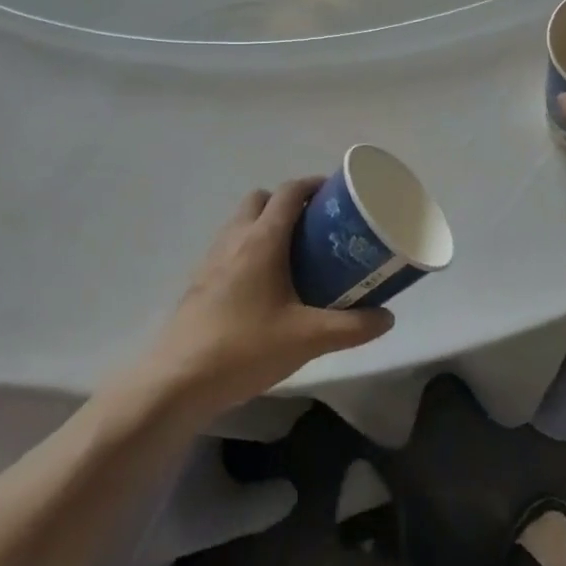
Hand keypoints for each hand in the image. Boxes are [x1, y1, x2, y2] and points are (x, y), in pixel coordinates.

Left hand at [141, 179, 394, 417]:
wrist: (178, 380)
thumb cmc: (245, 348)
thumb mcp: (308, 339)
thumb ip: (352, 327)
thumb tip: (387, 318)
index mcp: (262, 239)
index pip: (289, 192)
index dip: (313, 185)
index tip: (337, 194)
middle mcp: (235, 238)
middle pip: (261, 199)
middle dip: (287, 203)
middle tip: (315, 227)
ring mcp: (212, 259)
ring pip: (241, 222)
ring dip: (266, 225)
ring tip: (293, 255)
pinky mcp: (199, 281)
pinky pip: (229, 247)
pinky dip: (248, 249)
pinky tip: (264, 286)